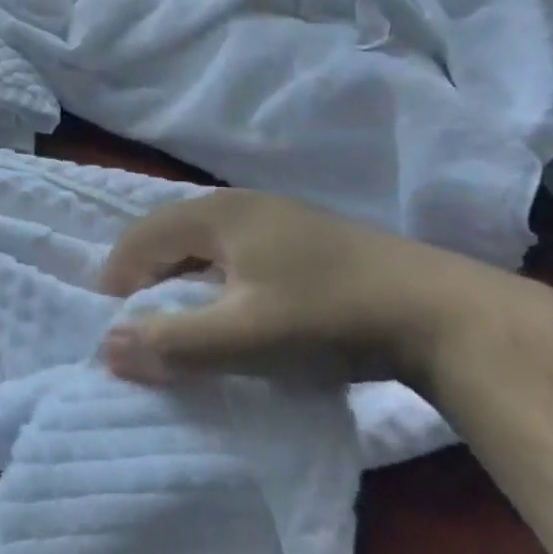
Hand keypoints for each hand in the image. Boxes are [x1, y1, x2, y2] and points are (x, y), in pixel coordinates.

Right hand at [97, 191, 519, 389]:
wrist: (448, 318)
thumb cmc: (329, 319)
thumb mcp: (242, 337)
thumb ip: (170, 343)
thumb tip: (105, 348)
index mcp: (219, 213)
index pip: (141, 236)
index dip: (118, 279)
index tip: (116, 328)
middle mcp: (244, 205)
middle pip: (171, 236)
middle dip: (148, 280)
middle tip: (144, 327)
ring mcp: (281, 219)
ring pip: (207, 247)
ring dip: (184, 282)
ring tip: (186, 325)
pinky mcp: (309, 242)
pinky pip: (239, 256)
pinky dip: (219, 283)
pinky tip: (239, 314)